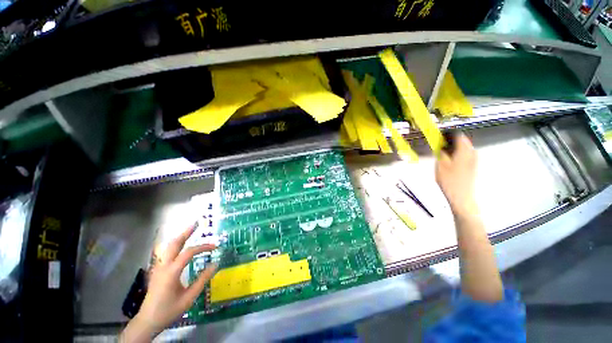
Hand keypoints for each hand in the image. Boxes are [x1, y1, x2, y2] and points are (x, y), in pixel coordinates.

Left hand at [121, 225, 216, 341]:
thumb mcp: (189, 297)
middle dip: (186, 232)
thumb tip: (216, 264)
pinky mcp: (157, 270)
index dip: (203, 247)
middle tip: (197, 223)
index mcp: (171, 272)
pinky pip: (167, 252)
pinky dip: (176, 244)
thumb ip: (203, 279)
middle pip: (174, 243)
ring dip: (181, 236)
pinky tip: (181, 245)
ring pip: (169, 247)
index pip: (189, 253)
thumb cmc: (169, 310)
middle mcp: (163, 266)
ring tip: (191, 229)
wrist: (148, 321)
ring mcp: (158, 267)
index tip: (215, 246)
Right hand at [435, 133, 477, 215]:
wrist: (461, 196)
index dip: (448, 134)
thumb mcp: (440, 164)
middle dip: (451, 140)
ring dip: (454, 147)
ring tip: (443, 152)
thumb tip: (441, 144)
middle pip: (463, 141)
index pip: (458, 135)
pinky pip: (465, 154)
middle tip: (439, 145)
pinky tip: (450, 160)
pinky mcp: (473, 166)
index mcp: (464, 151)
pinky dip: (457, 153)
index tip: (439, 136)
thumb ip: (441, 152)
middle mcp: (471, 153)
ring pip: (464, 148)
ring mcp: (474, 160)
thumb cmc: (449, 180)